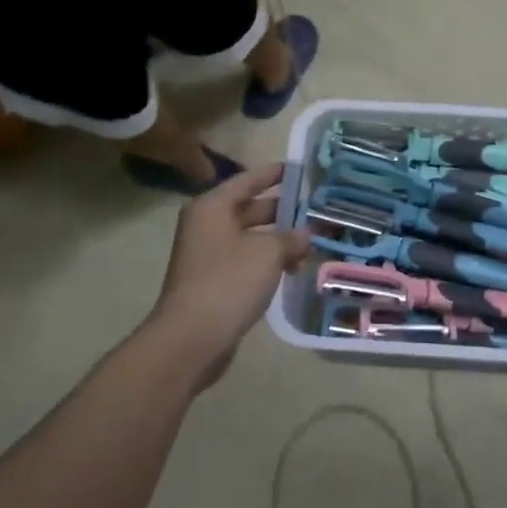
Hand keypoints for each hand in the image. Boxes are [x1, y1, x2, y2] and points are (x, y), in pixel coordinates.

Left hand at [146, 162, 310, 385]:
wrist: (191, 338)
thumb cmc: (229, 282)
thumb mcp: (268, 252)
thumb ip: (291, 237)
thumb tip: (306, 234)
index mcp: (213, 207)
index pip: (248, 179)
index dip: (275, 174)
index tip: (300, 169)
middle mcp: (207, 224)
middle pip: (250, 208)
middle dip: (283, 210)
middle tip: (315, 208)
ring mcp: (208, 254)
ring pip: (250, 236)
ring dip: (279, 239)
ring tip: (312, 242)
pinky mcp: (213, 280)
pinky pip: (246, 260)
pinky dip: (268, 260)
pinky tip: (293, 269)